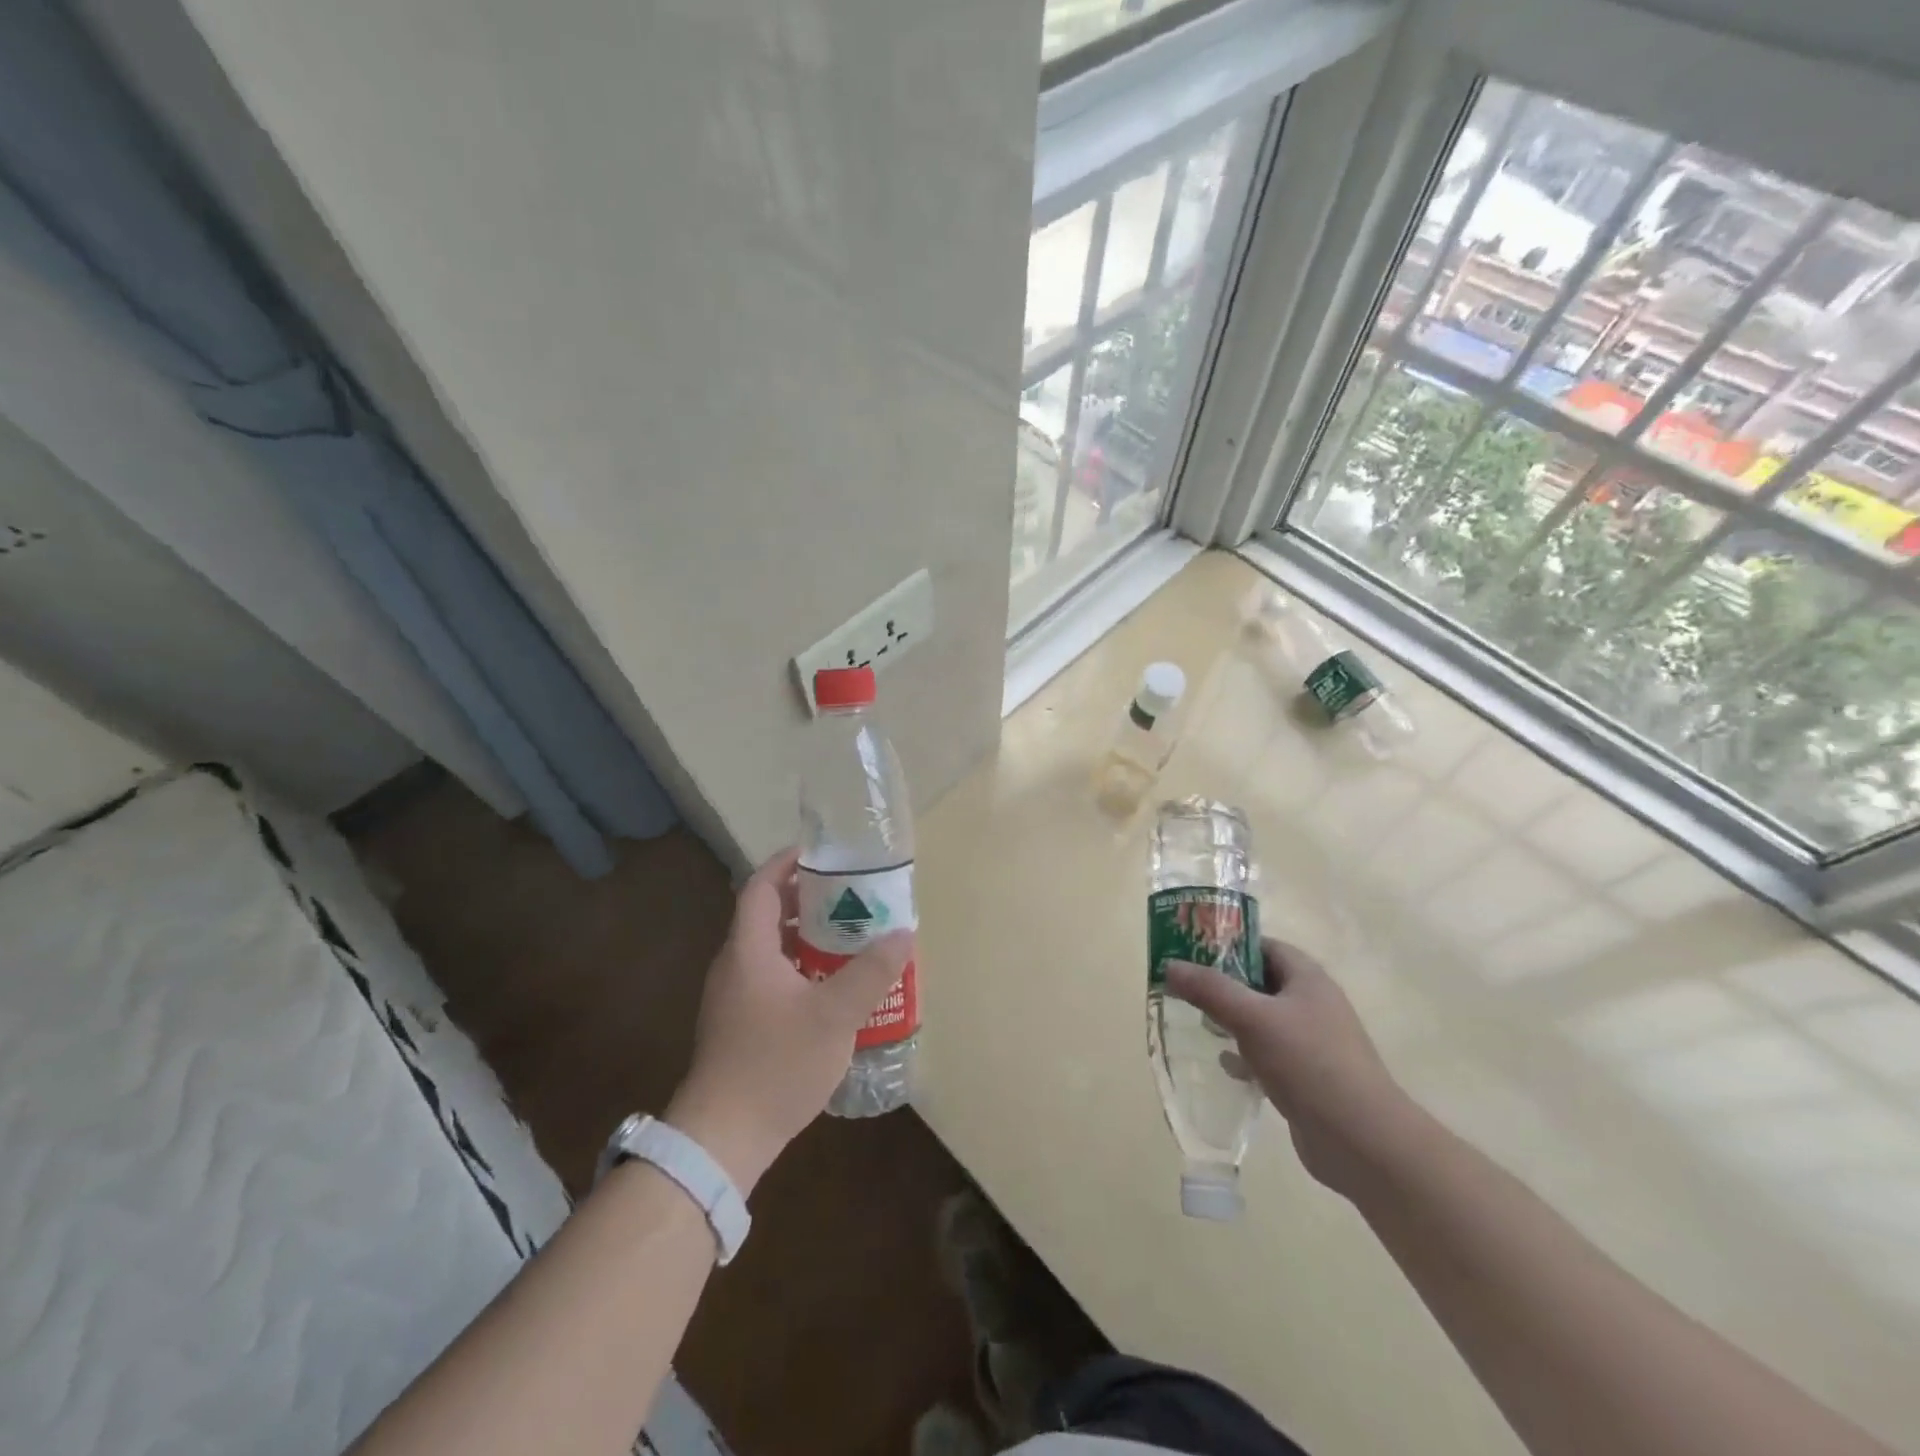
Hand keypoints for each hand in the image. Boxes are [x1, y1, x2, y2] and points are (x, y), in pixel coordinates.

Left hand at [665, 848, 911, 1194]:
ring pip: (772, 950)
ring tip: (850, 938)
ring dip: (807, 937)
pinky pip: (772, 979)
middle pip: (768, 915)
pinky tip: (833, 989)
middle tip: (850, 896)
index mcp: (749, 950)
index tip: (821, 854)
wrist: (723, 1138)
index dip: (787, 863)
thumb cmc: (776, 1064)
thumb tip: (904, 933)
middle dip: (808, 900)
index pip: (761, 887)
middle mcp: (735, 966)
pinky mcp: (740, 1025)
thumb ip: (871, 973)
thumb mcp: (835, 1015)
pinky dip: (801, 969)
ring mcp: (734, 998)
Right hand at [1166, 938, 1413, 1197]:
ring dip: (1233, 1020)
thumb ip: (1209, 989)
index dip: (1229, 944)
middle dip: (1224, 985)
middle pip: (1261, 982)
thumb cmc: (1308, 1062)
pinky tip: (1226, 1066)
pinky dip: (1246, 1055)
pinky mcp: (1309, 1077)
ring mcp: (1313, 1042)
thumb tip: (1170, 965)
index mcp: (1307, 978)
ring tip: (1199, 1024)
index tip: (1191, 951)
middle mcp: (1313, 1004)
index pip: (1264, 945)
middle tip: (1186, 988)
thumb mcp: (1251, 1018)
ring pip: (1263, 1020)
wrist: (1362, 1140)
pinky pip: (1270, 1054)